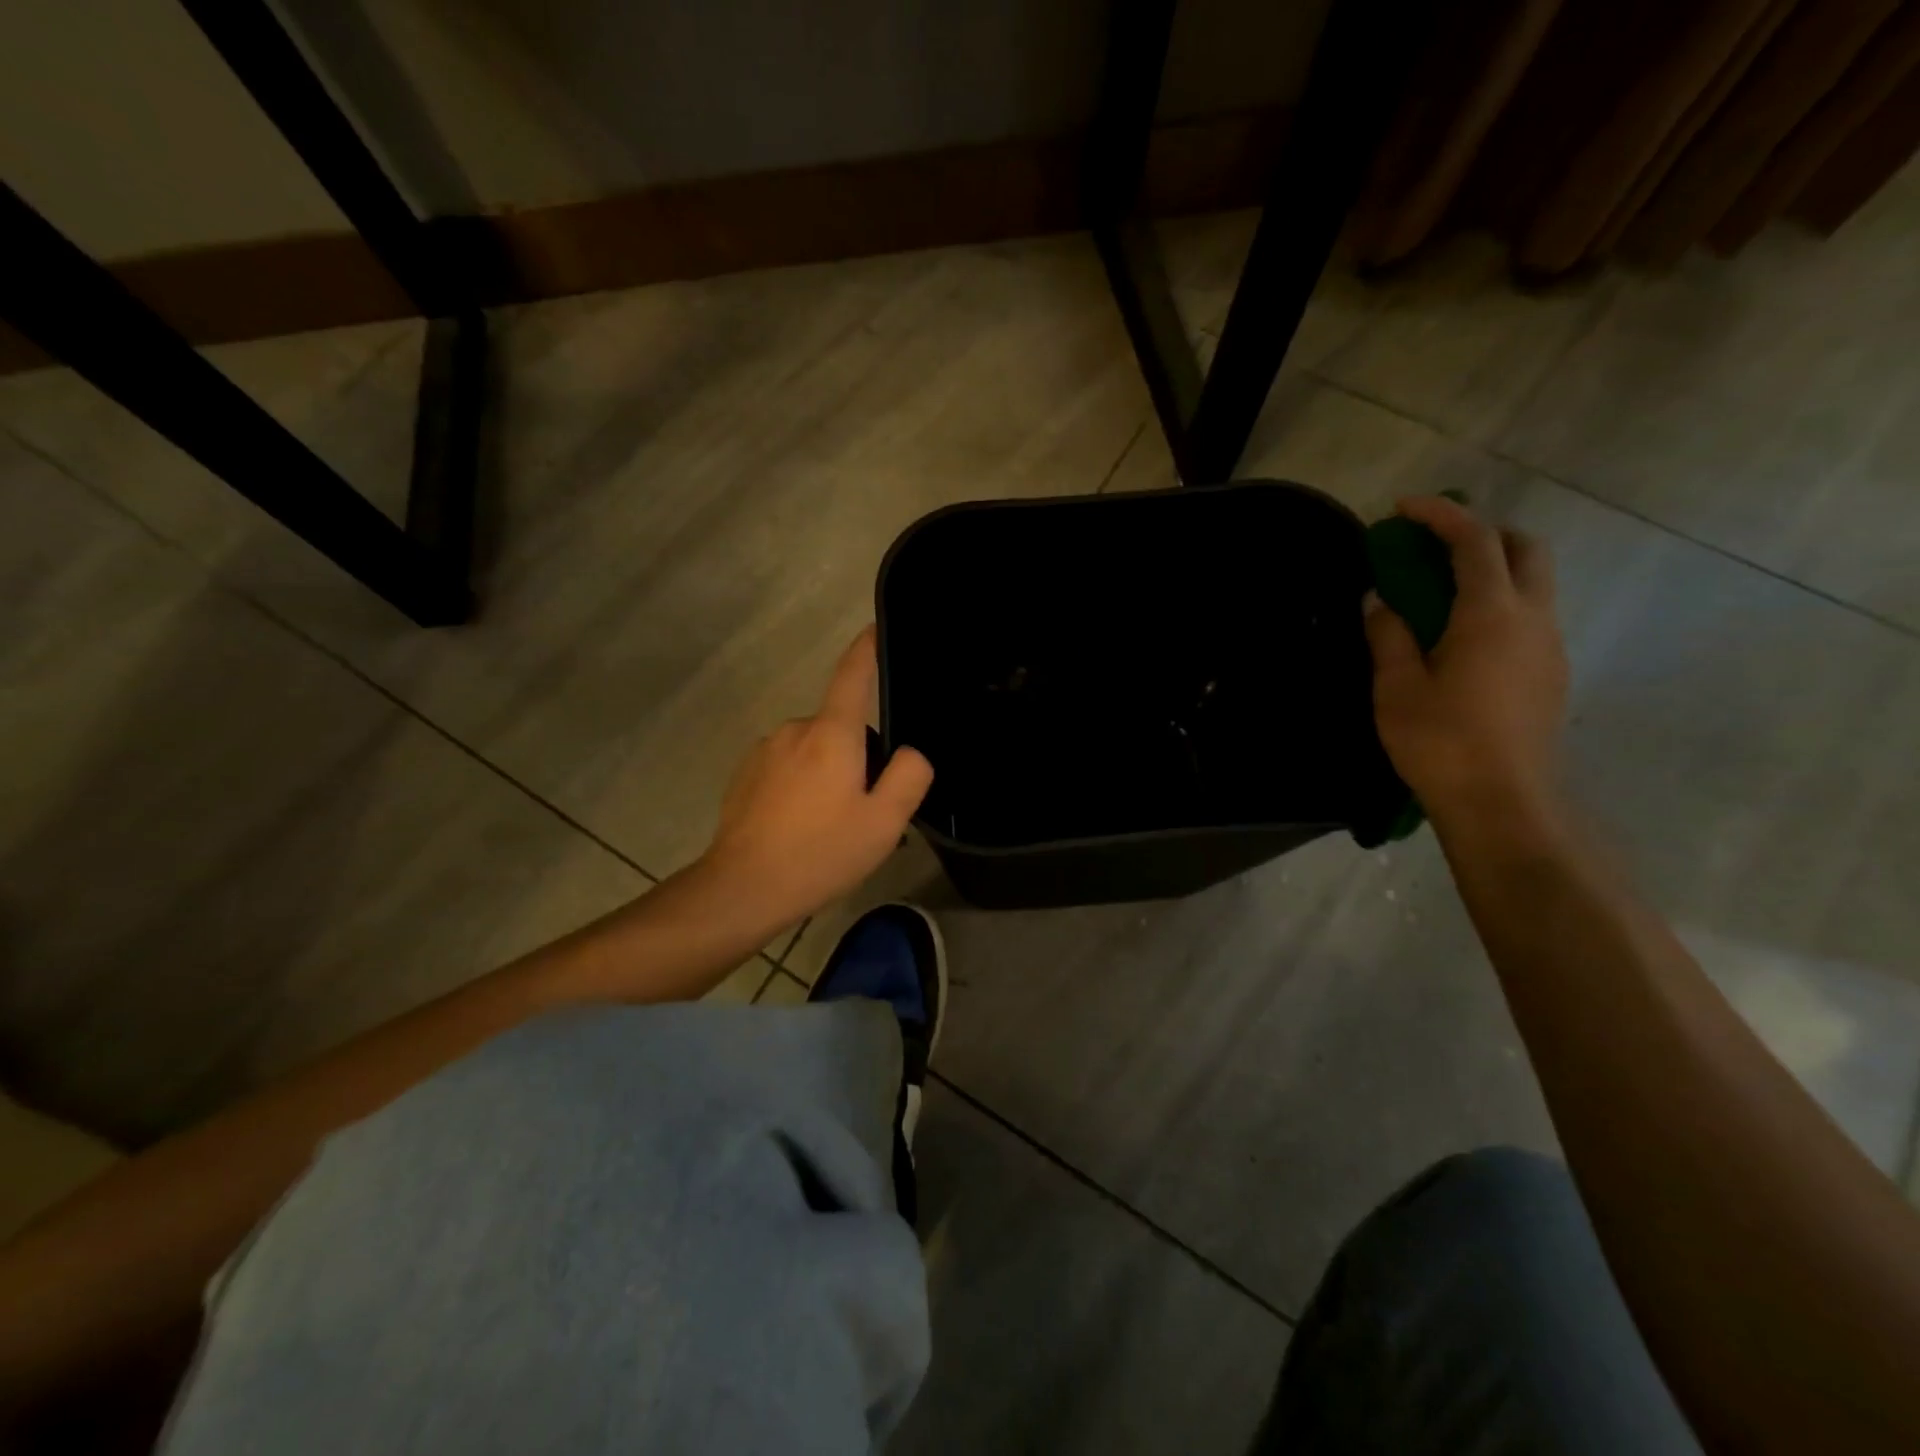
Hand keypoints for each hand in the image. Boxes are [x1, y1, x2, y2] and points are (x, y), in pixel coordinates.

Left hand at [694, 628, 932, 934]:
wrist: (742, 888)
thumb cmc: (820, 852)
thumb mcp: (884, 821)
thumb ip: (909, 776)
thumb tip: (910, 752)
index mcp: (831, 733)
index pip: (852, 674)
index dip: (866, 648)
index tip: (876, 628)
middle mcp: (795, 730)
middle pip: (841, 727)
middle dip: (858, 756)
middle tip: (866, 808)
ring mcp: (764, 751)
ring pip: (814, 751)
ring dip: (828, 775)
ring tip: (831, 828)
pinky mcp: (745, 775)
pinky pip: (787, 768)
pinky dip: (801, 787)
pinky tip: (800, 829)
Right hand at [1365, 496, 1569, 829]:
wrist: (1502, 801)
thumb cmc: (1440, 741)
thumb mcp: (1396, 687)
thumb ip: (1388, 634)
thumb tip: (1380, 600)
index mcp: (1492, 614)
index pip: (1474, 542)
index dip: (1441, 516)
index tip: (1403, 508)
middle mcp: (1533, 619)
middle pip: (1525, 549)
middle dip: (1482, 534)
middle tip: (1434, 547)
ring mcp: (1550, 647)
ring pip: (1534, 584)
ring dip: (1493, 570)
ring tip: (1441, 593)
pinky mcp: (1551, 674)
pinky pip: (1530, 617)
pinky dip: (1499, 603)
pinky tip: (1462, 638)